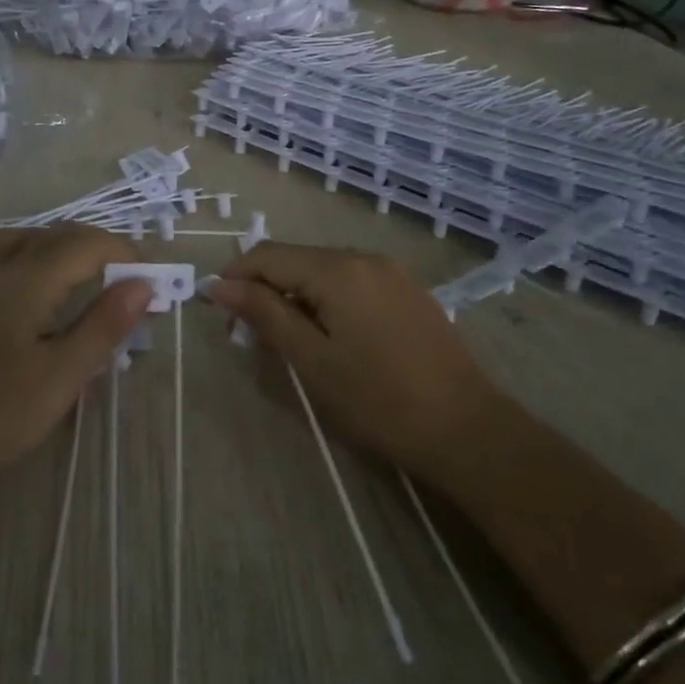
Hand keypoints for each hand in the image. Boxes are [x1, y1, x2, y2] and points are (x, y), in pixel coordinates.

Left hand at [0, 224, 151, 497]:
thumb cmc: (0, 412)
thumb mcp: (65, 372)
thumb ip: (105, 323)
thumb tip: (144, 284)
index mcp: (29, 279)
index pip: (88, 245)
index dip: (126, 256)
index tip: (155, 285)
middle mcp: (0, 272)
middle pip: (55, 236)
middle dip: (99, 249)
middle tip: (131, 283)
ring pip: (16, 244)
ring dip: (55, 248)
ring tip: (81, 274)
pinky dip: (8, 271)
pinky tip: (16, 292)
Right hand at [205, 243, 504, 480]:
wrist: (465, 428)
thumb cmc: (378, 399)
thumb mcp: (311, 360)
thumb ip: (265, 314)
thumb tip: (220, 285)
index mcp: (337, 269)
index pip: (268, 255)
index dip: (236, 277)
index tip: (218, 311)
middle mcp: (364, 257)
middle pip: (297, 259)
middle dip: (266, 288)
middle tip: (251, 336)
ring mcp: (390, 272)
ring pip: (324, 270)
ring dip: (296, 295)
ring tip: (288, 339)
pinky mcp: (407, 291)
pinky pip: (352, 282)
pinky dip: (327, 299)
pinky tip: (330, 336)